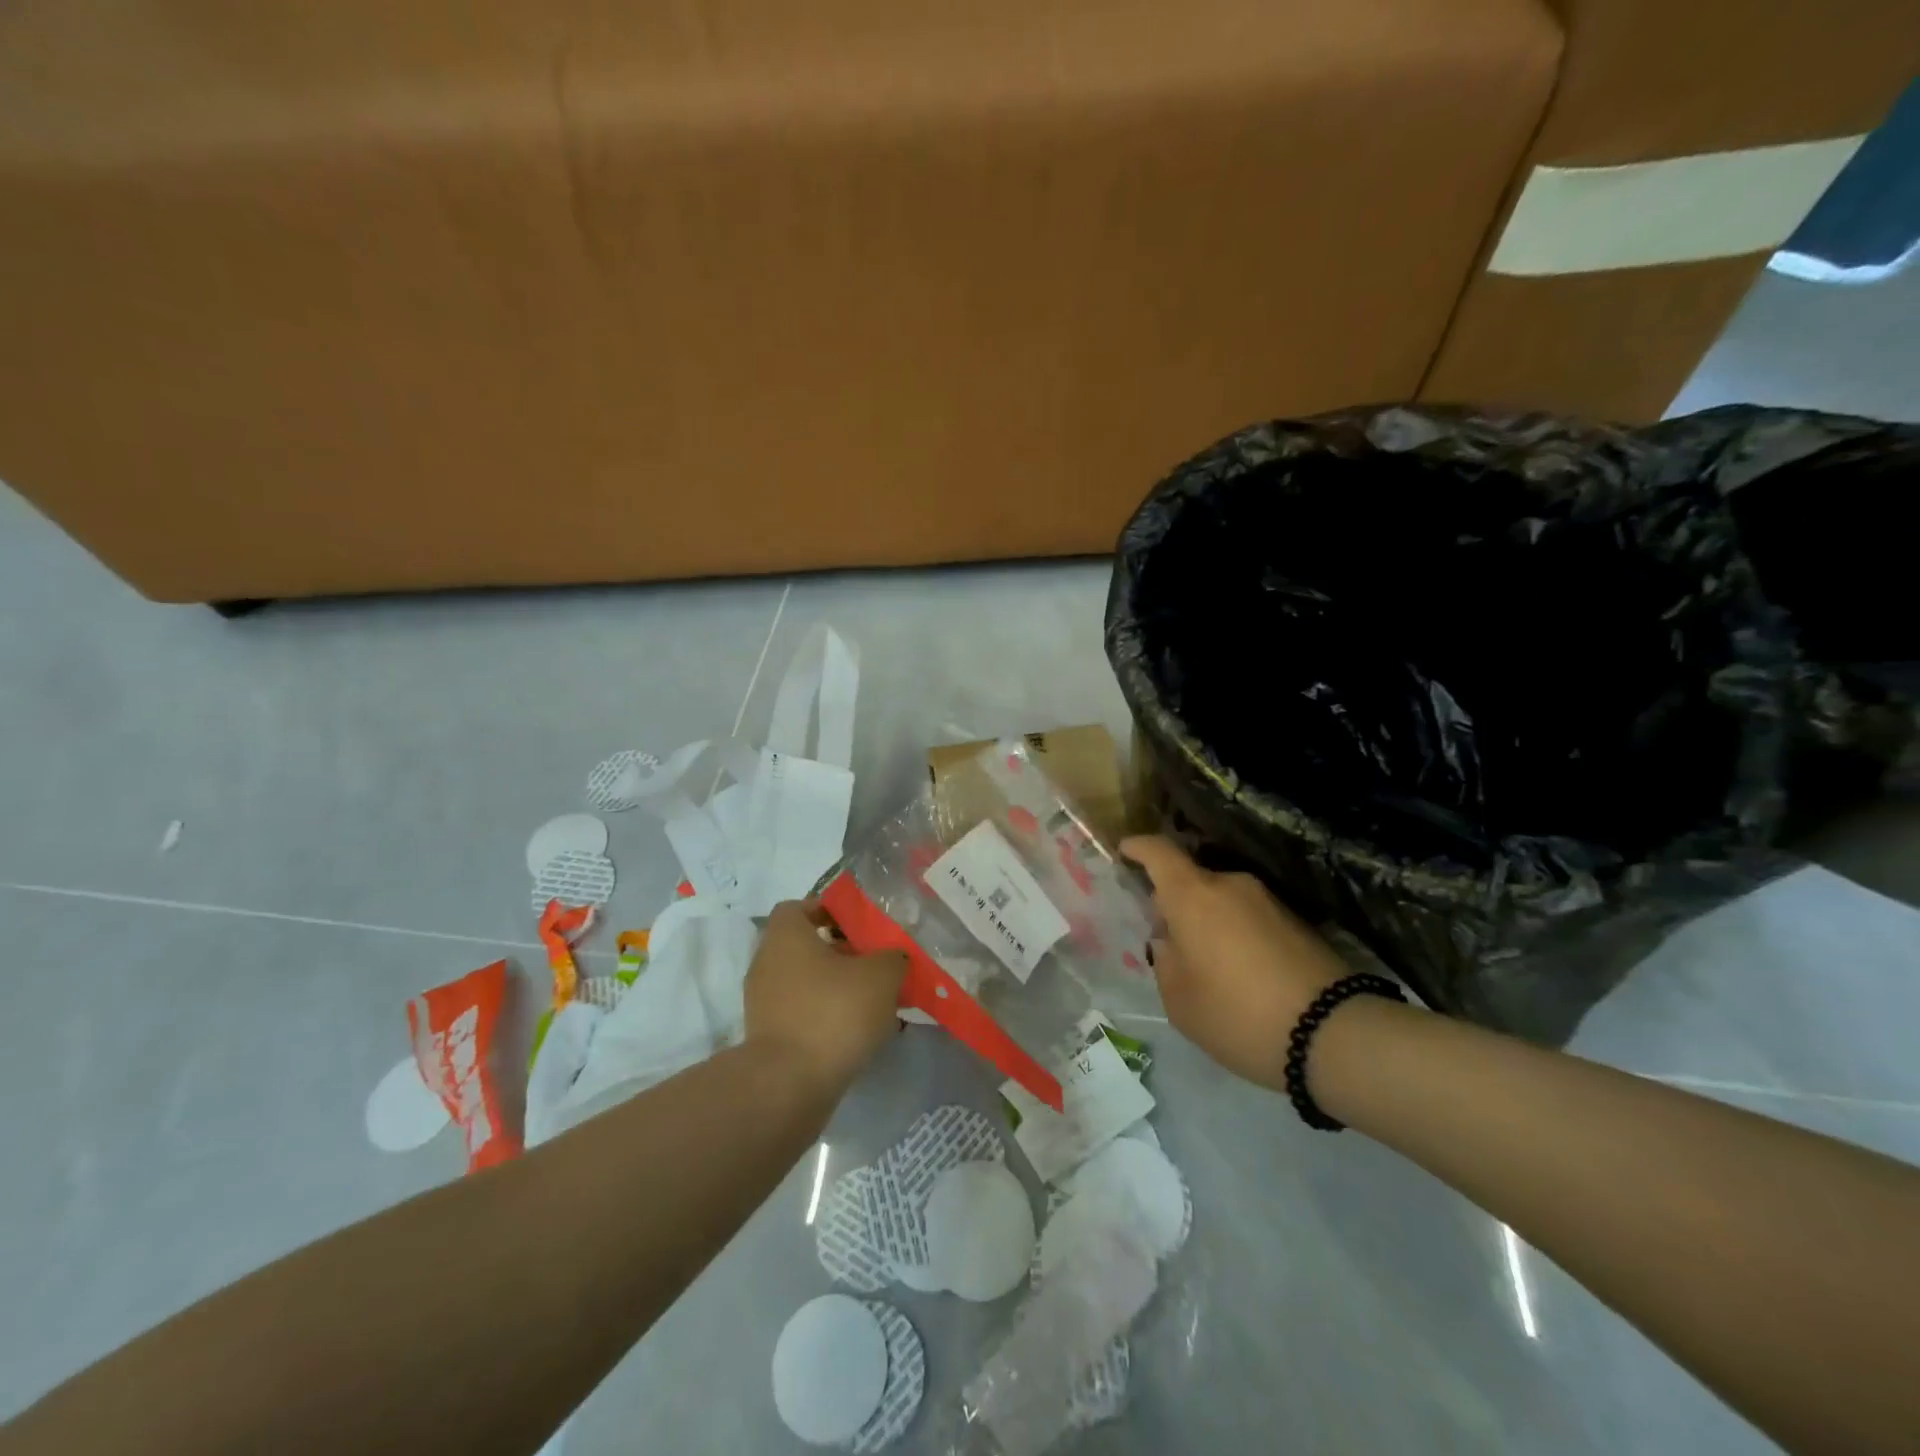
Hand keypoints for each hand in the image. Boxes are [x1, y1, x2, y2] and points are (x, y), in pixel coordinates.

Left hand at [744, 901, 907, 1092]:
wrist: (789, 1086)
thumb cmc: (833, 1012)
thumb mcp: (881, 975)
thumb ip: (892, 957)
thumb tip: (893, 957)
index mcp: (786, 935)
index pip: (801, 907)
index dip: (831, 911)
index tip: (861, 927)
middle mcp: (767, 962)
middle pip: (806, 946)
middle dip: (841, 953)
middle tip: (876, 964)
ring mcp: (763, 1002)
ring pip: (806, 982)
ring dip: (836, 987)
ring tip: (874, 1001)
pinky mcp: (768, 1037)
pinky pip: (802, 1014)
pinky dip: (825, 1017)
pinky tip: (856, 1032)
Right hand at [1122, 836, 1347, 1090]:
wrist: (1336, 1035)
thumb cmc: (1239, 1014)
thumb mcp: (1180, 1000)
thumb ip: (1165, 961)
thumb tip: (1170, 940)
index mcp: (1193, 895)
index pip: (1159, 852)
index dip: (1139, 847)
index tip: (1125, 851)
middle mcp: (1231, 885)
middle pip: (1192, 881)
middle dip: (1175, 903)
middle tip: (1168, 940)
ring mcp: (1269, 901)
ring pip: (1223, 901)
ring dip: (1209, 922)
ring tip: (1208, 966)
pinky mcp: (1299, 922)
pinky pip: (1251, 918)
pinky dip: (1237, 935)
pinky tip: (1242, 974)